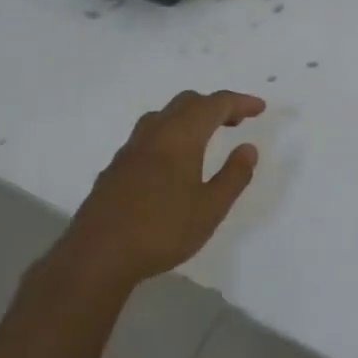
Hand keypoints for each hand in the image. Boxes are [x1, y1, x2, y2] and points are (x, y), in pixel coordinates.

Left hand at [58, 89, 265, 290]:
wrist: (98, 255)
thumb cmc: (162, 230)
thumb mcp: (210, 208)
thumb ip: (233, 176)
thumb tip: (248, 148)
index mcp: (180, 136)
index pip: (215, 104)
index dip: (240, 101)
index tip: (259, 108)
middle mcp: (154, 134)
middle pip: (187, 102)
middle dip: (214, 105)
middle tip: (236, 121)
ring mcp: (130, 149)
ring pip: (164, 116)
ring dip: (189, 116)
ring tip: (206, 136)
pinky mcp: (115, 167)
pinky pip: (148, 135)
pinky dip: (170, 133)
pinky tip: (173, 161)